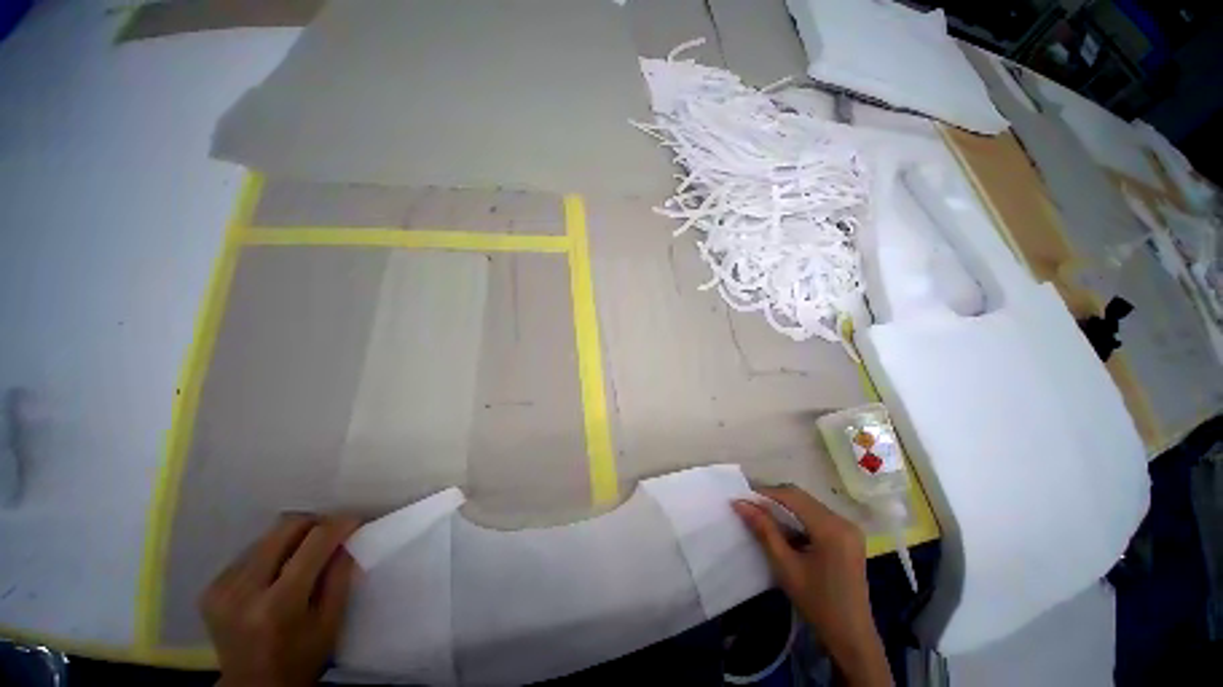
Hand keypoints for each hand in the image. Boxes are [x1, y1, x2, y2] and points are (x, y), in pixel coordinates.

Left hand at [199, 514, 360, 686]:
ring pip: (266, 537)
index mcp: (278, 605)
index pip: (313, 544)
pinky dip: (271, 553)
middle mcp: (244, 591)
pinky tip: (278, 570)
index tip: (355, 520)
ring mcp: (222, 589)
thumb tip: (347, 537)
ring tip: (305, 553)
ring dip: (292, 538)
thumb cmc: (300, 658)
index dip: (338, 525)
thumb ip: (339, 576)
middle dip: (314, 523)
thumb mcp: (330, 622)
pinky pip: (249, 553)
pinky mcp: (211, 589)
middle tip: (331, 532)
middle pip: (284, 529)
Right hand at [733, 486, 891, 686]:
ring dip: (784, 507)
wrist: (851, 636)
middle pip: (801, 498)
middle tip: (749, 506)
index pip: (792, 497)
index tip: (742, 498)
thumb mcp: (785, 566)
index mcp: (831, 528)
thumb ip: (764, 530)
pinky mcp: (848, 536)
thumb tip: (740, 503)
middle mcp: (843, 521)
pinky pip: (817, 516)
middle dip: (773, 499)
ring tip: (762, 516)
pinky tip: (785, 530)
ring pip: (808, 505)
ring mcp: (848, 528)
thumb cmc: (817, 603)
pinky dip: (798, 517)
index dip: (765, 493)